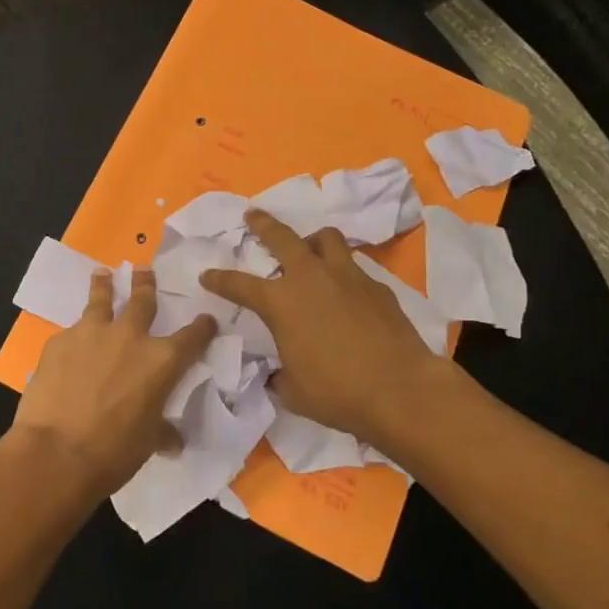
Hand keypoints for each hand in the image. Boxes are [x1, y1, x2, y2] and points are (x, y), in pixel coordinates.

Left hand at [11, 266, 216, 501]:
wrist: (56, 451)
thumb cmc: (113, 452)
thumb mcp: (148, 442)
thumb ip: (162, 431)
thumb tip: (173, 441)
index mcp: (161, 361)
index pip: (192, 337)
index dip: (202, 328)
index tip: (207, 319)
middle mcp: (129, 337)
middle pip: (143, 300)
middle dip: (146, 284)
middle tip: (144, 270)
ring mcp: (91, 333)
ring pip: (101, 300)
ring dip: (104, 286)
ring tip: (102, 274)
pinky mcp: (59, 341)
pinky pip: (72, 332)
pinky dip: (75, 336)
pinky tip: (69, 346)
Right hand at [201, 209, 462, 448]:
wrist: (401, 389)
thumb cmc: (338, 393)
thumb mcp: (294, 391)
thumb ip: (280, 374)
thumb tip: (278, 374)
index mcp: (281, 303)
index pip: (240, 284)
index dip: (220, 279)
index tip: (207, 274)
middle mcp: (311, 279)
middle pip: (282, 237)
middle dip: (263, 224)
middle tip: (253, 215)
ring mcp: (347, 277)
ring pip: (326, 239)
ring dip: (312, 241)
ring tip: (310, 249)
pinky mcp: (377, 286)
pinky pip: (354, 268)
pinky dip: (344, 274)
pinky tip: (346, 293)